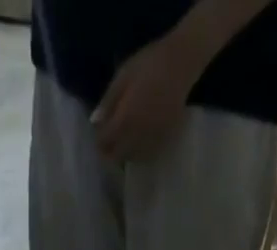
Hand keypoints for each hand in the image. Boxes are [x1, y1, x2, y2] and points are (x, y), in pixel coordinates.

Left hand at [92, 32, 205, 163]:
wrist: (181, 64)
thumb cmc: (149, 63)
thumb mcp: (123, 75)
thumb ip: (109, 100)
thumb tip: (96, 122)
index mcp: (124, 118)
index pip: (104, 141)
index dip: (99, 140)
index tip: (99, 133)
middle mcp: (137, 135)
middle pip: (117, 157)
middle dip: (110, 152)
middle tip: (109, 141)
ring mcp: (151, 140)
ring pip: (131, 159)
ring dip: (124, 153)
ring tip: (123, 141)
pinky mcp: (164, 141)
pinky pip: (146, 155)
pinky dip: (138, 152)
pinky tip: (138, 142)